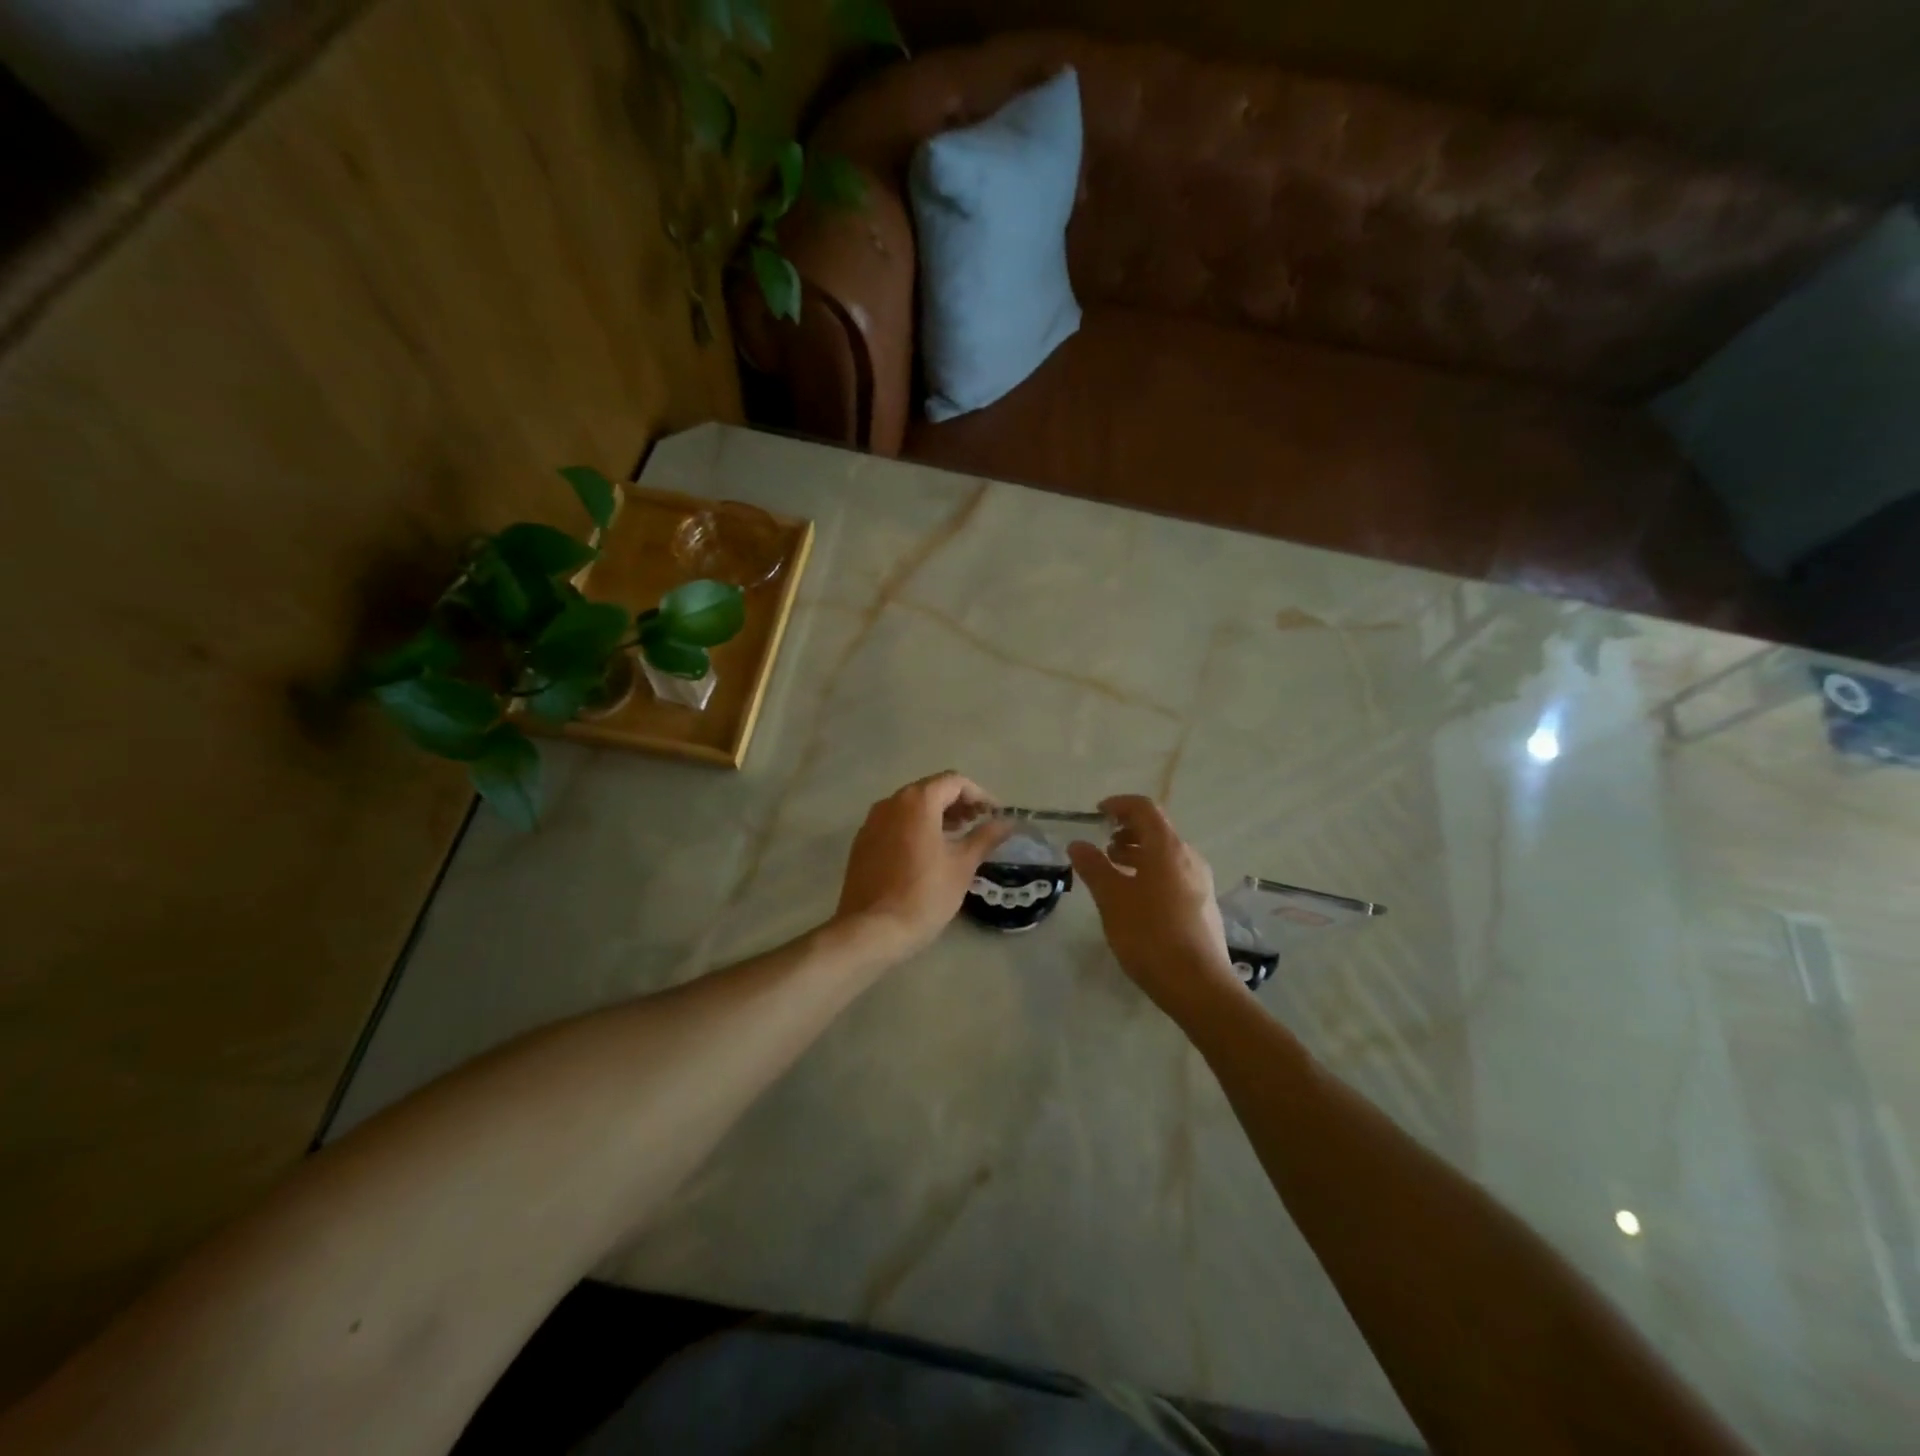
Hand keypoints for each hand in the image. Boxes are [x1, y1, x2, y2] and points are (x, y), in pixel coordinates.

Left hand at [835, 772, 1012, 960]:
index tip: (994, 815)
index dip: (979, 795)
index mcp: (917, 801)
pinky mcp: (862, 842)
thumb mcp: (962, 865)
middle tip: (978, 825)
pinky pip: (894, 823)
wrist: (872, 930)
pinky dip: (915, 828)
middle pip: (930, 790)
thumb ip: (985, 837)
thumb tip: (1007, 822)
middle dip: (958, 803)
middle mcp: (891, 802)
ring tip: (957, 838)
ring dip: (937, 815)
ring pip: (910, 807)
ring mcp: (872, 822)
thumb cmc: (925, 895)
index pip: (954, 782)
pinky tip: (928, 853)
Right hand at [1068, 795, 1245, 1018]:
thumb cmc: (1149, 934)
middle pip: (1157, 829)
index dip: (1119, 804)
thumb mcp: (1112, 898)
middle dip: (1127, 831)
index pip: (1144, 808)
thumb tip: (1078, 843)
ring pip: (1166, 854)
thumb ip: (1093, 866)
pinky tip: (1135, 898)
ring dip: (1138, 853)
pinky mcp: (1203, 904)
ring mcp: (1200, 881)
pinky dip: (1151, 872)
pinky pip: (1173, 874)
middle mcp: (1188, 857)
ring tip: (1113, 871)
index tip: (1097, 813)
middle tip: (1102, 845)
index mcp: (1167, 847)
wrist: (1198, 984)